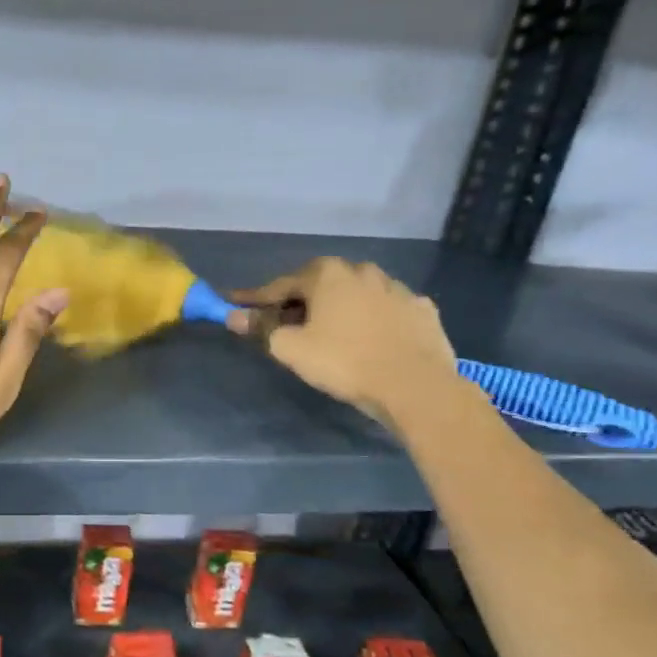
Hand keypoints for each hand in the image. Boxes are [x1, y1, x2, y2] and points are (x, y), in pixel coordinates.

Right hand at [229, 258, 457, 423]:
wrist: (415, 385)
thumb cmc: (343, 361)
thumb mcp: (291, 348)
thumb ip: (262, 328)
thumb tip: (234, 316)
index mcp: (327, 274)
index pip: (280, 285)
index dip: (255, 298)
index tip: (236, 305)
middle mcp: (362, 271)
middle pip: (320, 284)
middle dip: (300, 301)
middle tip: (285, 323)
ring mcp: (397, 288)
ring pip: (357, 294)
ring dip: (339, 307)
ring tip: (330, 331)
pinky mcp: (422, 309)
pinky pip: (387, 309)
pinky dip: (373, 319)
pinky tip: (370, 337)